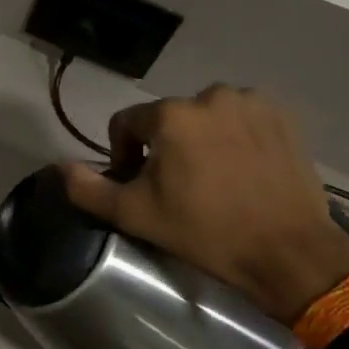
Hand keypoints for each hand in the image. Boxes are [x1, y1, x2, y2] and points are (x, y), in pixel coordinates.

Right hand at [59, 87, 348, 322]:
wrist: (288, 251)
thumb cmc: (204, 232)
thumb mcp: (134, 215)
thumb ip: (88, 188)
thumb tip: (60, 167)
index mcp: (170, 115)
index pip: (126, 123)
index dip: (124, 154)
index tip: (140, 186)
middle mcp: (210, 96)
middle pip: (168, 119)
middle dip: (165, 147)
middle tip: (177, 187)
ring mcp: (251, 103)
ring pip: (206, 117)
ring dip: (201, 139)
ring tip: (212, 177)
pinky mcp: (283, 117)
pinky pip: (242, 118)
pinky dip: (235, 136)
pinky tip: (242, 169)